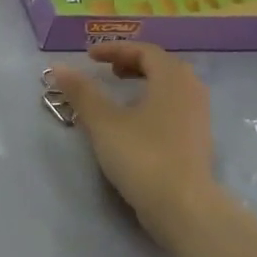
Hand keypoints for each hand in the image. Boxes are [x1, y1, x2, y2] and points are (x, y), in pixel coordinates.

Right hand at [45, 42, 223, 241]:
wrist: (183, 206)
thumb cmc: (142, 156)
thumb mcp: (103, 122)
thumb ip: (81, 92)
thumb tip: (58, 67)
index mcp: (172, 78)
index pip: (144, 51)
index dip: (115, 49)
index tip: (89, 57)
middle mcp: (192, 90)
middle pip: (161, 65)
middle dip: (131, 63)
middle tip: (106, 70)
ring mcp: (199, 116)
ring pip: (170, 87)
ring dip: (143, 82)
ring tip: (119, 93)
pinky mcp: (197, 139)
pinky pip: (174, 106)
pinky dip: (153, 101)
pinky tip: (134, 120)